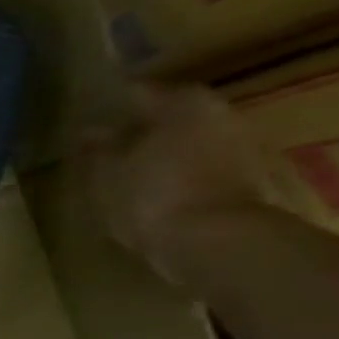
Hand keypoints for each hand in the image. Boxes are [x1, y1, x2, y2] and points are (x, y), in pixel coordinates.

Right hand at [82, 84, 267, 282]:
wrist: (220, 245)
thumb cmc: (154, 196)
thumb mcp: (108, 173)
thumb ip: (98, 149)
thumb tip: (89, 132)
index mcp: (182, 103)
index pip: (137, 93)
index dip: (109, 105)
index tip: (87, 118)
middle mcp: (219, 115)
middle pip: (170, 116)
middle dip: (141, 129)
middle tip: (107, 145)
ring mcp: (242, 148)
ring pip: (189, 142)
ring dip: (163, 153)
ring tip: (130, 171)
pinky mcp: (251, 181)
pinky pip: (204, 169)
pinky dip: (181, 175)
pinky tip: (157, 192)